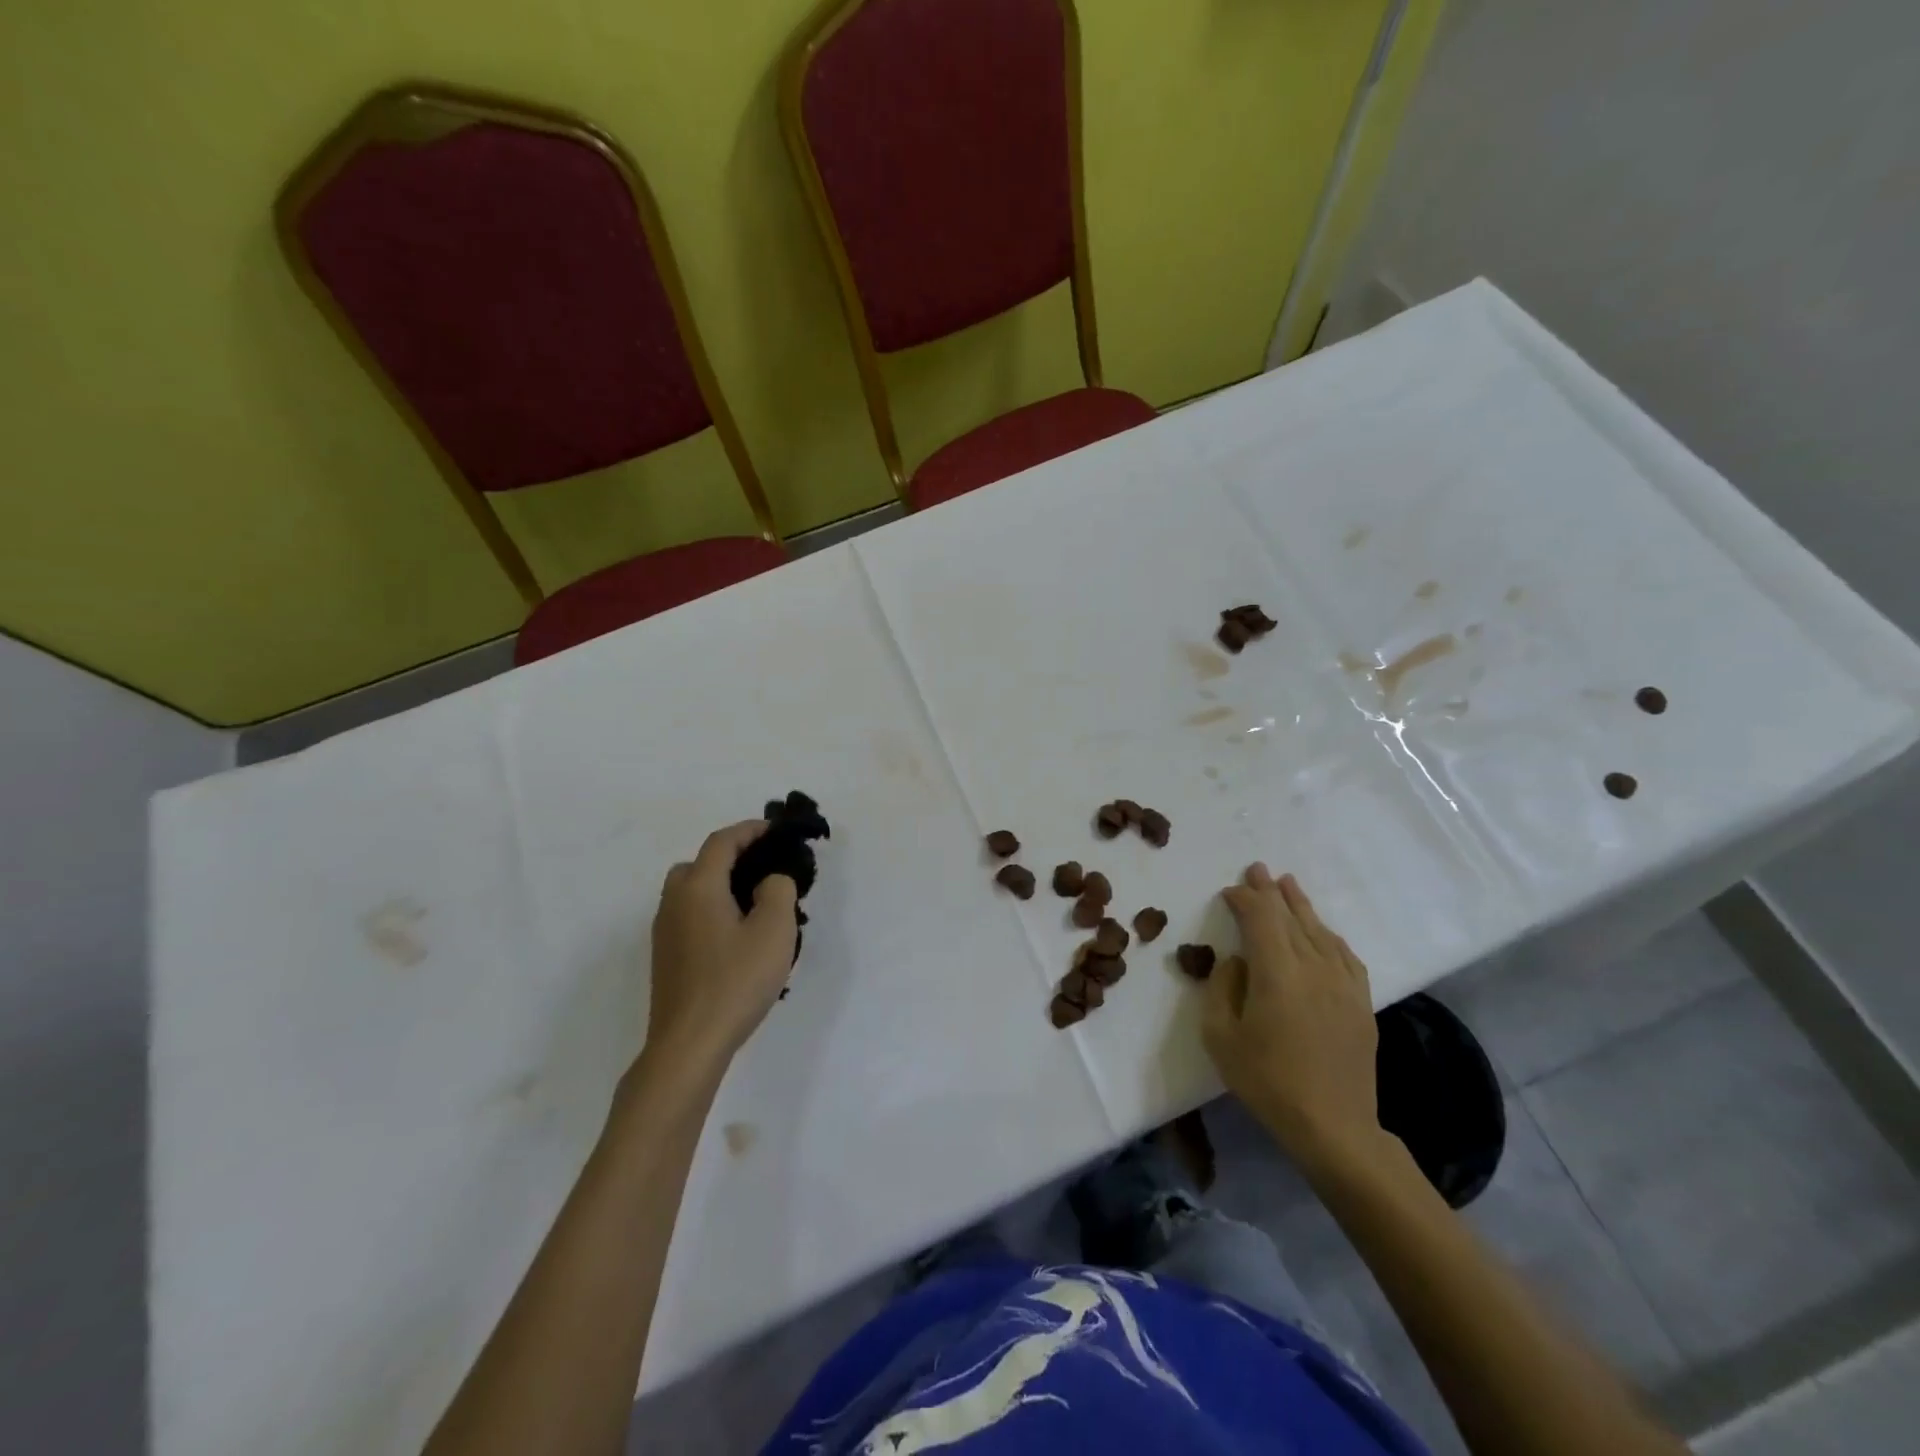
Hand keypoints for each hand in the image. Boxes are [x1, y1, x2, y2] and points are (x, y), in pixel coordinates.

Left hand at [644, 821, 798, 1072]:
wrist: (689, 1044)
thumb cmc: (735, 981)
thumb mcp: (774, 930)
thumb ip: (778, 890)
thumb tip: (769, 881)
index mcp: (698, 886)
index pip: (722, 842)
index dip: (749, 830)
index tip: (775, 830)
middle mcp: (674, 902)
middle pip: (699, 864)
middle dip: (730, 857)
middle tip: (763, 868)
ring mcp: (665, 932)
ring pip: (691, 892)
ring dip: (719, 885)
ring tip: (754, 904)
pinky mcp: (666, 958)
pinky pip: (689, 916)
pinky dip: (711, 910)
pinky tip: (735, 937)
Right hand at [1204, 864, 1383, 1174]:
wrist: (1333, 1126)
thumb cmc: (1267, 1081)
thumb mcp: (1220, 1036)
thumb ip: (1222, 988)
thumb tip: (1238, 961)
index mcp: (1277, 973)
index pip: (1260, 919)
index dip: (1244, 899)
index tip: (1229, 891)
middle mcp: (1313, 968)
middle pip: (1291, 918)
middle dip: (1271, 892)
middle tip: (1257, 869)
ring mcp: (1343, 984)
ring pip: (1320, 931)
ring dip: (1301, 905)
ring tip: (1288, 884)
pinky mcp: (1361, 1003)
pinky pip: (1345, 955)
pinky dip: (1330, 936)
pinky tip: (1323, 930)